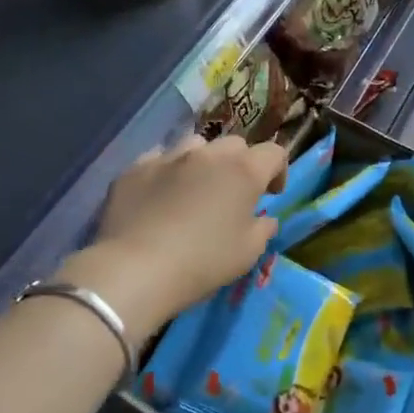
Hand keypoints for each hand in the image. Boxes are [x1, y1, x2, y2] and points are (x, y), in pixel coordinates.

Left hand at [62, 134, 286, 337]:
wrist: (137, 268)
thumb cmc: (203, 262)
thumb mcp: (248, 253)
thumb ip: (263, 229)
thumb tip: (264, 219)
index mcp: (243, 171)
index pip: (274, 153)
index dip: (278, 170)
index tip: (271, 194)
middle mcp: (208, 154)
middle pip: (234, 144)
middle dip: (240, 163)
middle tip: (233, 193)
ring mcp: (168, 157)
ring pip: (195, 144)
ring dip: (203, 161)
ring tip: (195, 187)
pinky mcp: (135, 168)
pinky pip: (158, 158)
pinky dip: (166, 171)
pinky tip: (159, 193)